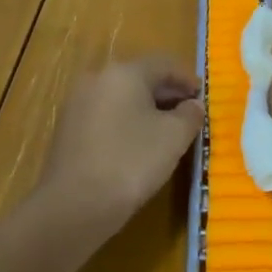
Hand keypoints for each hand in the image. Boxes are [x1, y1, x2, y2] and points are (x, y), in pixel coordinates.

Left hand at [39, 55, 204, 236]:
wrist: (73, 207)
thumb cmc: (131, 162)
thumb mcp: (174, 137)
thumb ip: (190, 114)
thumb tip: (193, 105)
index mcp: (124, 72)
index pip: (164, 64)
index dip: (188, 79)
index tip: (204, 98)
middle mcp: (97, 79)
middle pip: (141, 78)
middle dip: (168, 94)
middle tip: (189, 115)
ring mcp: (78, 104)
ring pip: (122, 98)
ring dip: (147, 110)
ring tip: (167, 133)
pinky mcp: (67, 130)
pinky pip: (106, 116)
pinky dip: (126, 123)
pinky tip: (138, 146)